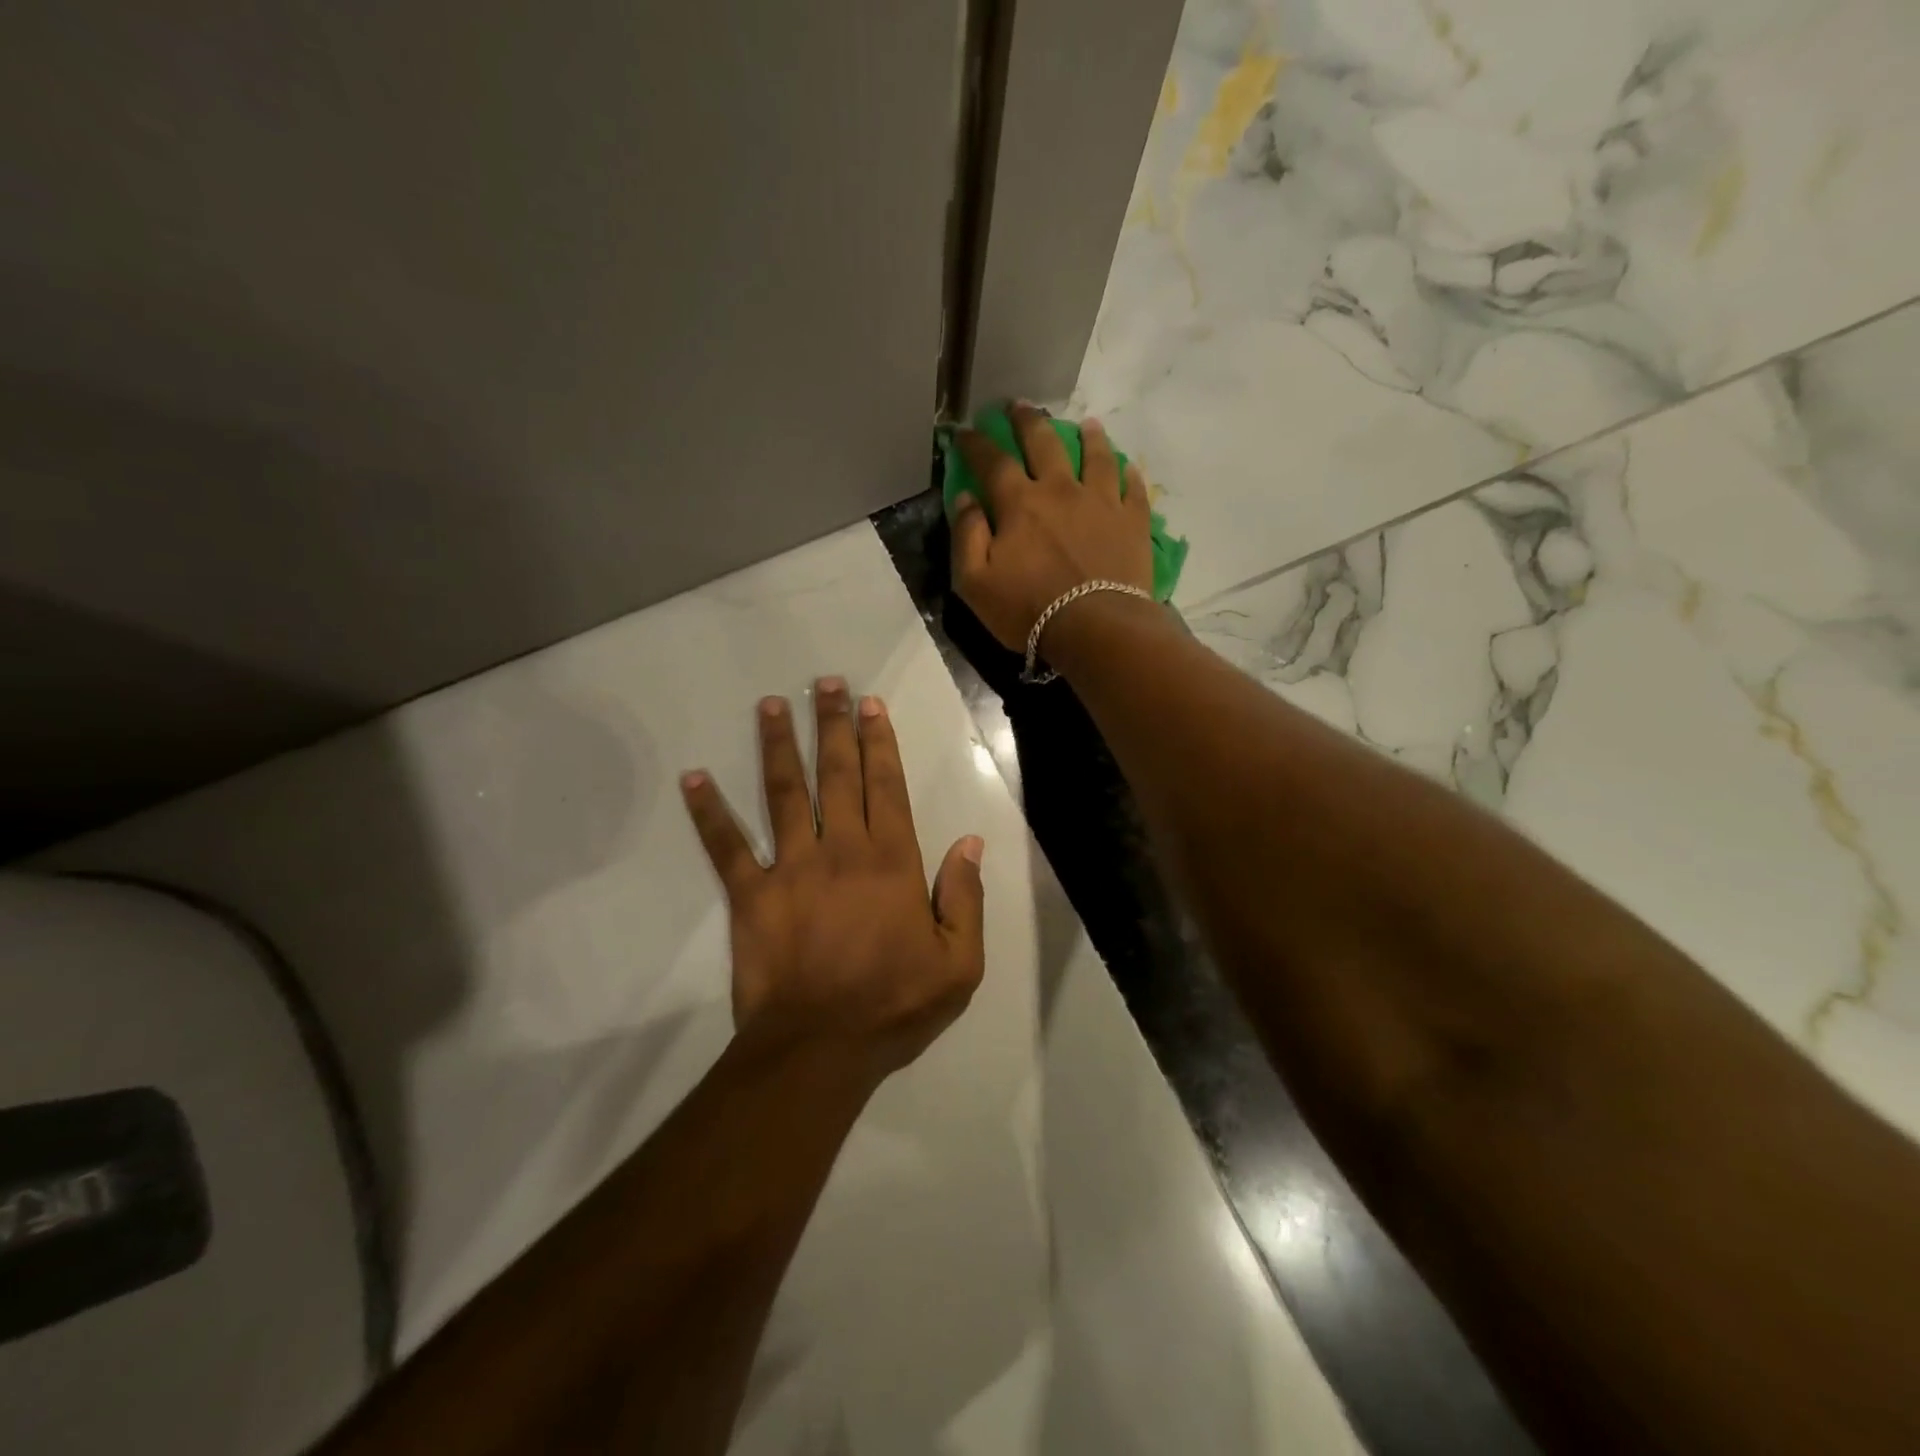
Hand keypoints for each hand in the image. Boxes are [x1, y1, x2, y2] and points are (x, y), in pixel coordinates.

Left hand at [680, 678, 985, 1084]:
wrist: (819, 1050)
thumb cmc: (893, 1007)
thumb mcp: (959, 964)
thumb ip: (965, 899)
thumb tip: (970, 843)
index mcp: (892, 863)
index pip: (886, 787)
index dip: (880, 742)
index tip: (871, 706)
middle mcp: (841, 850)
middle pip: (837, 775)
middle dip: (833, 725)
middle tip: (826, 683)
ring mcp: (791, 868)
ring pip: (784, 793)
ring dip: (779, 746)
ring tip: (771, 705)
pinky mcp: (751, 895)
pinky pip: (726, 847)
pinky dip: (708, 812)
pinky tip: (692, 778)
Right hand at [952, 403, 1154, 652]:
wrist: (1097, 628)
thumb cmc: (1029, 610)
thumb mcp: (975, 583)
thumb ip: (967, 536)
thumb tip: (964, 499)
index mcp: (1019, 503)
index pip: (992, 462)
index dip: (976, 444)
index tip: (966, 432)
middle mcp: (1061, 490)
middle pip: (1044, 443)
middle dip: (1028, 421)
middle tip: (1020, 406)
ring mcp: (1102, 502)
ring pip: (1096, 457)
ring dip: (1089, 437)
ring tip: (1088, 424)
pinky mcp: (1133, 521)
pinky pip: (1133, 489)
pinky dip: (1129, 475)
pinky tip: (1129, 469)